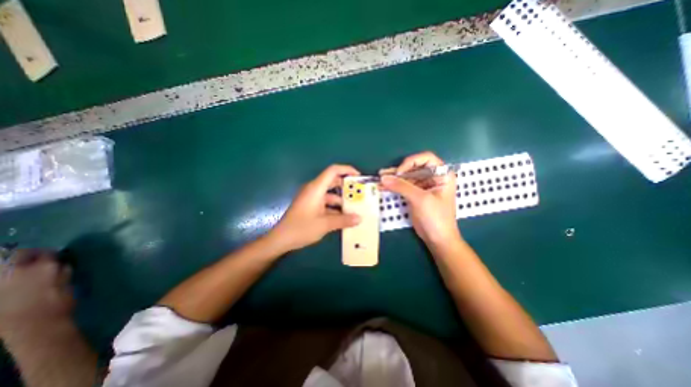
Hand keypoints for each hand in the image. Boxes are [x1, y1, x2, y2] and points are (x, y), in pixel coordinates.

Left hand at [1, 250, 74, 333]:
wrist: (35, 327)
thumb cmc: (60, 304)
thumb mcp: (67, 286)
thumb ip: (62, 273)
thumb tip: (59, 265)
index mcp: (45, 268)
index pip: (45, 253)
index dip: (48, 253)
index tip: (52, 256)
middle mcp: (19, 271)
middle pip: (17, 255)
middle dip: (24, 255)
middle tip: (31, 258)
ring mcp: (0, 284)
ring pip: (3, 267)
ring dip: (10, 266)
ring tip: (19, 271)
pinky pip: (0, 281)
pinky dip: (4, 278)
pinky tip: (9, 283)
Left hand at [271, 165, 361, 251]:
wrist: (281, 240)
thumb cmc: (301, 228)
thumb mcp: (325, 224)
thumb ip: (343, 220)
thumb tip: (359, 218)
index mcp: (316, 188)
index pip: (333, 171)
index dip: (347, 170)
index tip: (359, 177)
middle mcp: (314, 190)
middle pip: (333, 181)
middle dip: (347, 187)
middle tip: (360, 193)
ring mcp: (312, 198)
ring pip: (330, 194)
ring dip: (342, 200)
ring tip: (355, 208)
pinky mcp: (310, 206)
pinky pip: (326, 203)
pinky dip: (335, 208)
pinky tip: (344, 217)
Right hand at [381, 151, 459, 246]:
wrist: (437, 239)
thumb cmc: (436, 218)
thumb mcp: (420, 200)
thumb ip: (402, 187)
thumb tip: (383, 178)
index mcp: (442, 174)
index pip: (426, 158)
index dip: (411, 162)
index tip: (400, 172)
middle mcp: (432, 177)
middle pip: (413, 167)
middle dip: (398, 171)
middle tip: (382, 174)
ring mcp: (423, 186)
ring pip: (406, 177)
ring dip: (393, 178)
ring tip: (379, 179)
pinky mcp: (415, 194)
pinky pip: (403, 186)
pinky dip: (393, 186)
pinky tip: (382, 186)